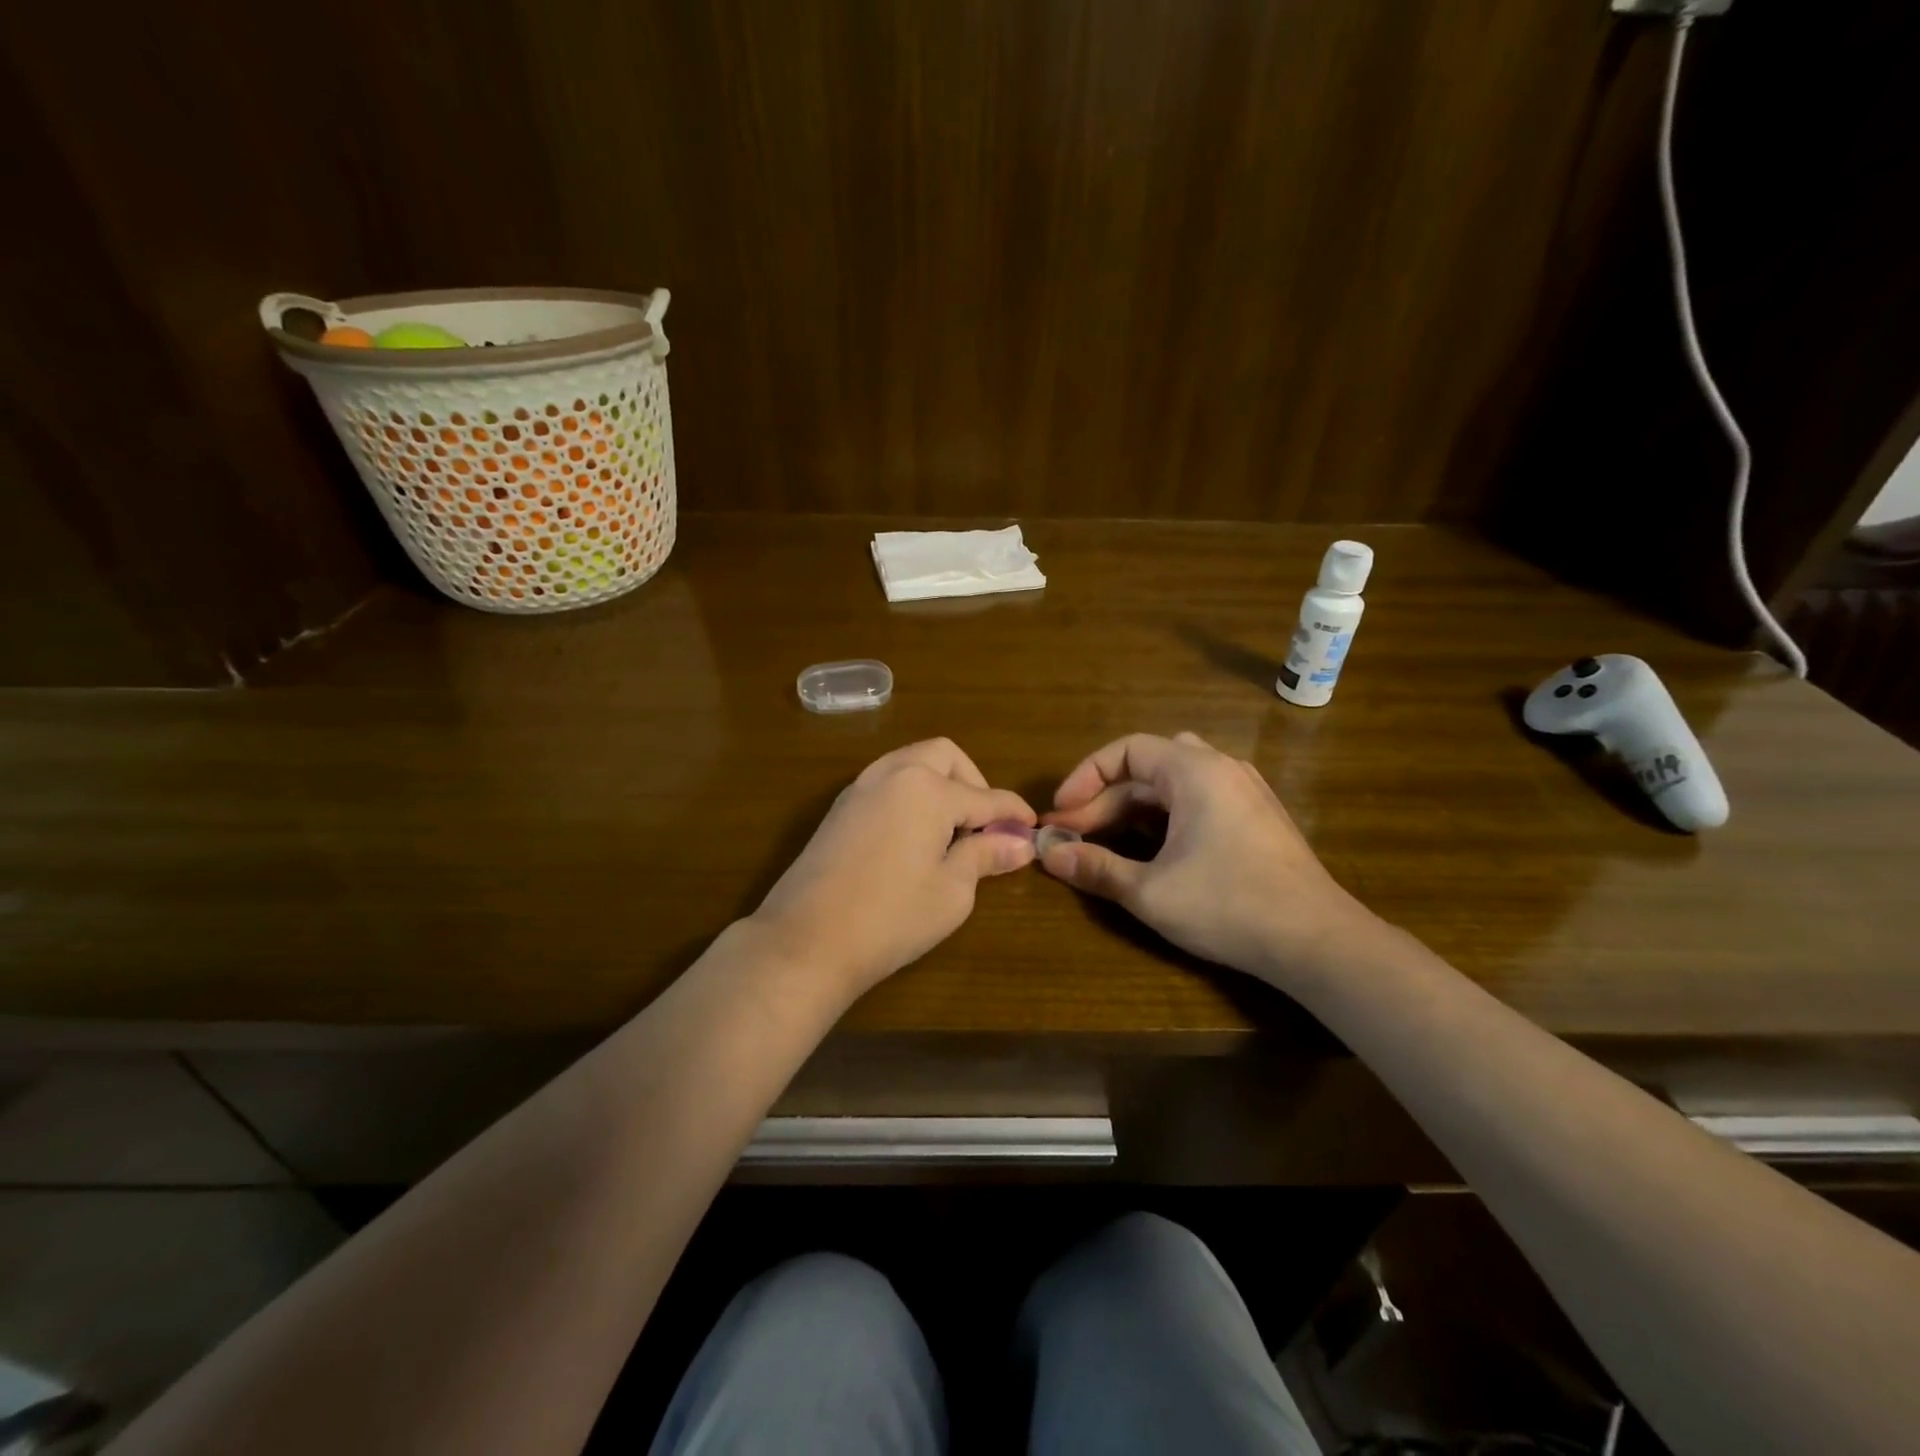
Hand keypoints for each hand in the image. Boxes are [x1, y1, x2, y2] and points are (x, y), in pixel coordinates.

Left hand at [751, 739, 1036, 996]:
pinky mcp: (840, 807)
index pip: (986, 796)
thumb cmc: (891, 917)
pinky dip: (911, 794)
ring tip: (951, 831)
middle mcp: (894, 773)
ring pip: (912, 763)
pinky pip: (887, 783)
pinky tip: (915, 835)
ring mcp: (861, 787)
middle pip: (945, 756)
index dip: (1014, 813)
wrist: (806, 940)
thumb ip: (986, 856)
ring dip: (940, 784)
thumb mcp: (952, 891)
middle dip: (974, 783)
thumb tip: (1020, 843)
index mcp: (927, 788)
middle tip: (985, 826)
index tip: (1032, 828)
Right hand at [1040, 731, 1376, 983]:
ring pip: (1172, 784)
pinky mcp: (1257, 818)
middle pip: (1147, 768)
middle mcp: (1221, 769)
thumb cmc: (1228, 906)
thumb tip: (1048, 856)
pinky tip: (1152, 849)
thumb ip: (1096, 868)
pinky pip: (1197, 800)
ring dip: (1132, 808)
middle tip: (1072, 837)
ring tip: (1104, 839)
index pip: (1126, 750)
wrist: (1317, 942)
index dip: (1085, 777)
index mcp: (1195, 771)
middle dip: (1104, 800)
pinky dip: (1163, 817)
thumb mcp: (1150, 891)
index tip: (1061, 813)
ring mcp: (1245, 792)